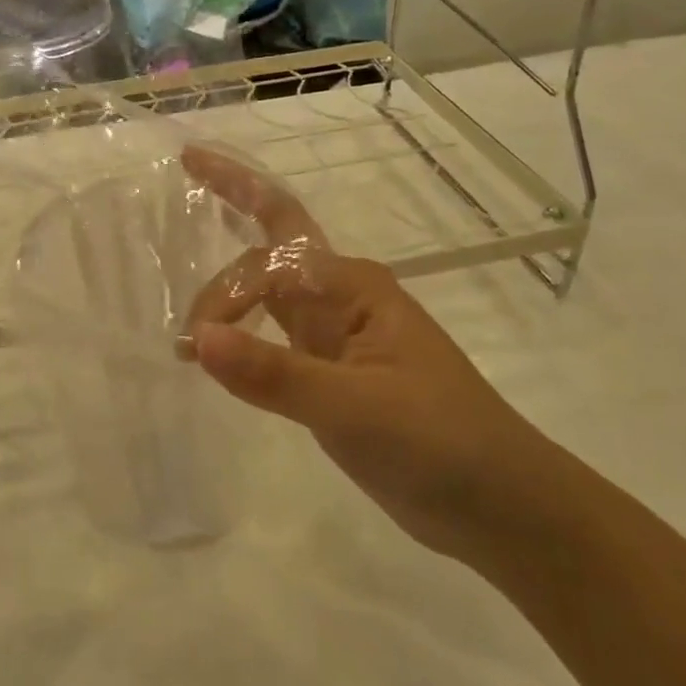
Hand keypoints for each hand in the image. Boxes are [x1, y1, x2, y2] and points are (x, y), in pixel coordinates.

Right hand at [181, 146, 552, 560]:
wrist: (501, 507)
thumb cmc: (438, 443)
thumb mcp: (353, 408)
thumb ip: (274, 372)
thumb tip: (198, 339)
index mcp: (353, 288)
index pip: (269, 262)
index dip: (225, 289)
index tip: (197, 344)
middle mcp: (341, 298)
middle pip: (272, 242)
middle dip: (231, 200)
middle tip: (185, 179)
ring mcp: (336, 335)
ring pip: (270, 288)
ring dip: (229, 281)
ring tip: (184, 282)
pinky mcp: (330, 373)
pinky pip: (273, 333)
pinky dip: (240, 329)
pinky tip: (216, 345)